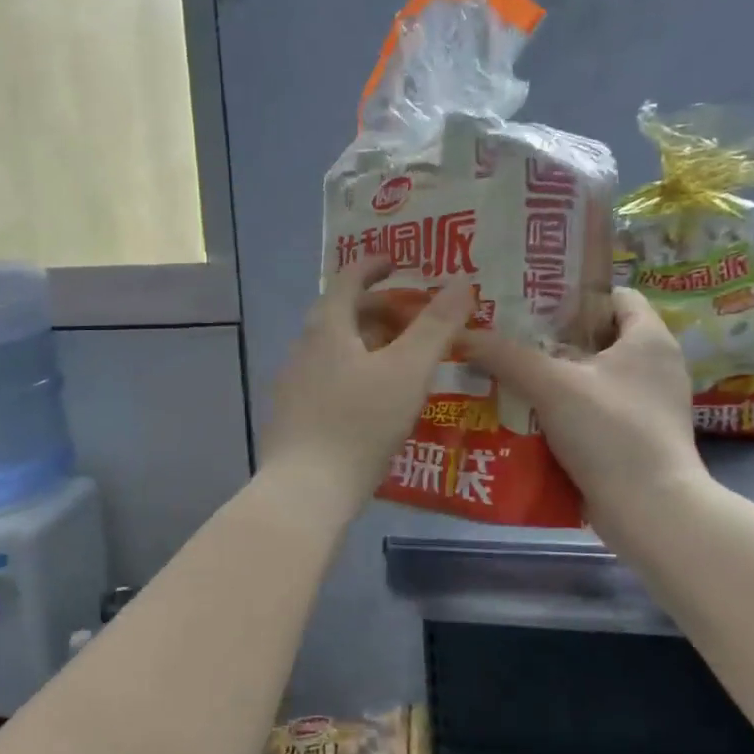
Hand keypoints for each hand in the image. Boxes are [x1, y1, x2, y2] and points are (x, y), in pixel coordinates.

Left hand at [260, 255, 475, 513]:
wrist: (306, 490)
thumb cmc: (360, 424)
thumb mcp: (408, 371)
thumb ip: (436, 325)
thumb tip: (461, 280)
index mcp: (326, 328)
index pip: (347, 279)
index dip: (373, 265)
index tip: (397, 263)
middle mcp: (302, 347)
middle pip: (340, 314)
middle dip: (377, 309)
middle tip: (413, 319)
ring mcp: (292, 381)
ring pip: (333, 347)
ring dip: (366, 342)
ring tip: (400, 359)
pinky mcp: (291, 413)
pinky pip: (326, 376)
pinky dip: (353, 371)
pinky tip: (373, 398)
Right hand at [462, 288, 707, 530]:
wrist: (651, 512)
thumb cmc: (610, 432)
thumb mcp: (551, 386)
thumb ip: (505, 355)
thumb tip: (463, 333)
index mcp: (649, 340)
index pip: (614, 295)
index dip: (573, 293)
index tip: (530, 299)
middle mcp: (655, 366)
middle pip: (597, 335)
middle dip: (551, 335)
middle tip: (506, 334)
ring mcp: (646, 404)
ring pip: (591, 374)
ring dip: (553, 373)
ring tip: (507, 369)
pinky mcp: (635, 436)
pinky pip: (593, 407)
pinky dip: (563, 406)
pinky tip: (525, 411)